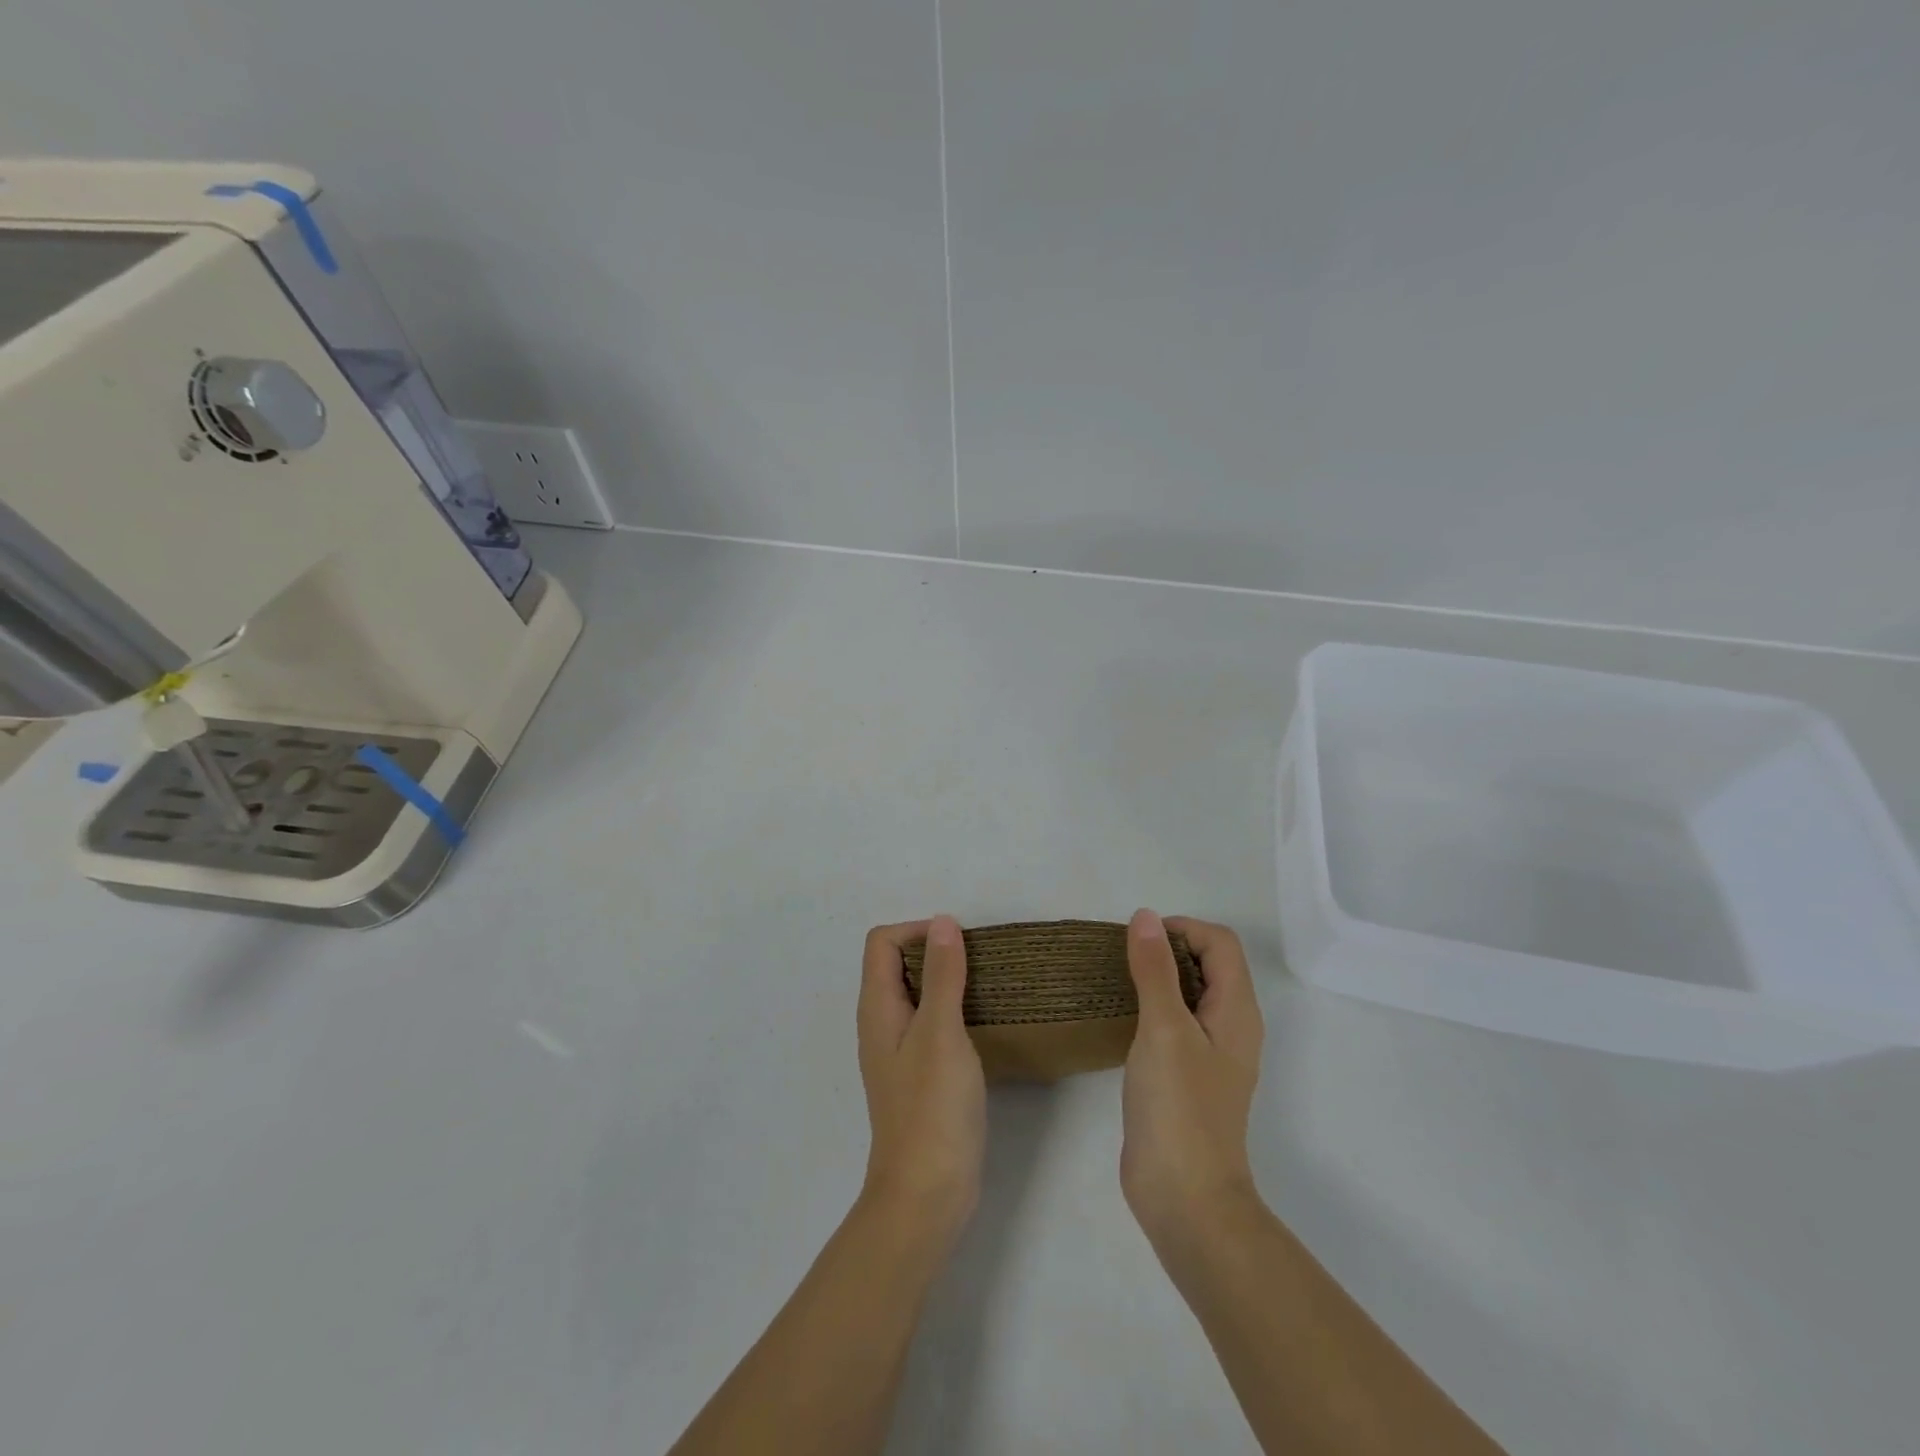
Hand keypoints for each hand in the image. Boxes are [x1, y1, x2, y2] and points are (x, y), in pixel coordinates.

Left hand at [857, 916, 986, 1251]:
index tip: (957, 945)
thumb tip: (942, 922)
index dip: (916, 931)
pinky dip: (952, 1010)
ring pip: (917, 994)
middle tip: (978, 963)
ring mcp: (899, 1051)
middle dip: (935, 951)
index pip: (882, 942)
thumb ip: (943, 975)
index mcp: (877, 1008)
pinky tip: (982, 1023)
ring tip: (985, 986)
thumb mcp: (941, 1033)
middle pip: (897, 964)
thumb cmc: (932, 1109)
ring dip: (947, 980)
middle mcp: (882, 1023)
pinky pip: (930, 1023)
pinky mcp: (919, 1075)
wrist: (926, 1194)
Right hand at [1121, 909, 1264, 1247]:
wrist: (1184, 1198)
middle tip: (1124, 959)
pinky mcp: (1188, 1075)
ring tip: (1118, 982)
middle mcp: (1231, 1026)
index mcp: (1237, 1011)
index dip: (1182, 929)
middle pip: (1209, 963)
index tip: (1139, 941)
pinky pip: (1176, 1022)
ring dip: (1158, 977)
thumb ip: (1154, 970)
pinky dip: (1153, 1006)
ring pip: (1190, 993)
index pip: (1221, 943)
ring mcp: (1210, 1054)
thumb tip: (1145, 916)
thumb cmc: (1178, 1107)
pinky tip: (1123, 1019)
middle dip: (1168, 948)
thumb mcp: (1163, 1028)